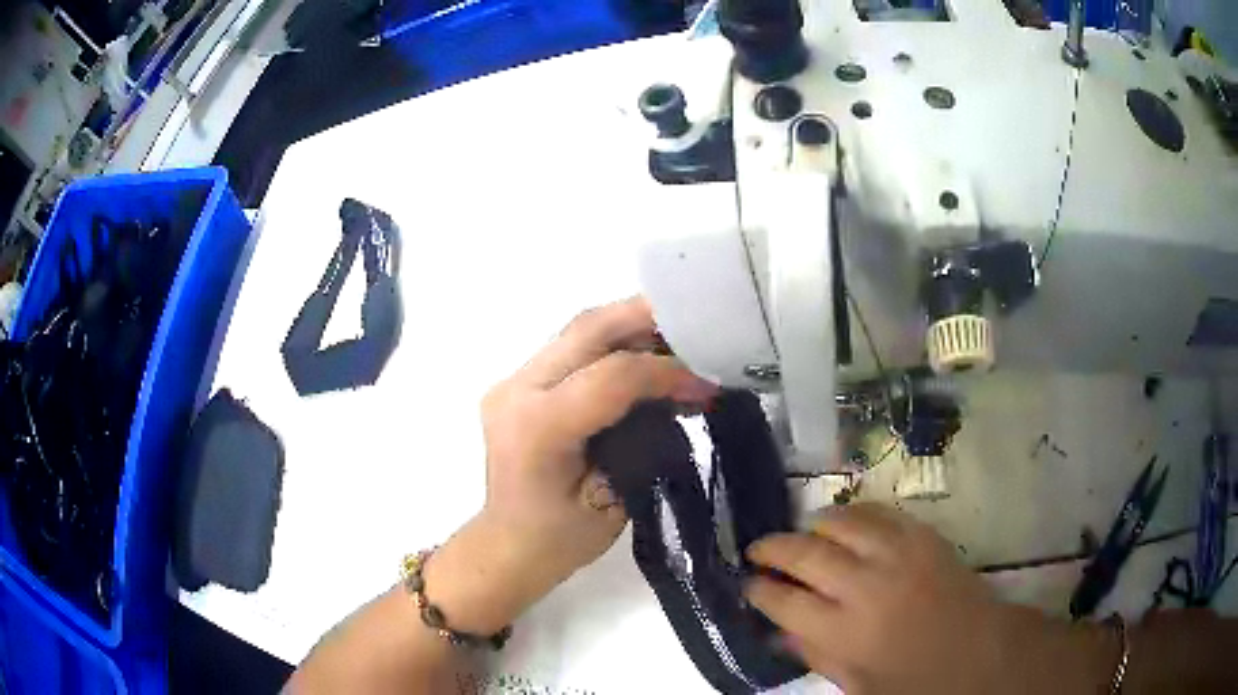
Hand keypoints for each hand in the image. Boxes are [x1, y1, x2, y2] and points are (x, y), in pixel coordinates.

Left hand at [475, 297, 715, 602]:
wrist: (508, 545)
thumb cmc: (560, 539)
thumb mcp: (614, 501)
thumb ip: (644, 442)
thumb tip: (680, 395)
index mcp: (537, 428)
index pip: (612, 376)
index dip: (667, 371)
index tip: (707, 382)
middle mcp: (517, 390)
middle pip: (589, 329)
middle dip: (649, 318)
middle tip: (698, 328)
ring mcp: (513, 381)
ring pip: (580, 330)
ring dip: (632, 327)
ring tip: (678, 341)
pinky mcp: (519, 382)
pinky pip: (573, 347)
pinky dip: (614, 343)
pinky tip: (644, 357)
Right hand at [744, 503, 1109, 694]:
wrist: (978, 651)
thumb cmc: (914, 680)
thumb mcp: (855, 684)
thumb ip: (814, 653)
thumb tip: (776, 629)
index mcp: (845, 631)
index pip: (783, 601)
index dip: (758, 590)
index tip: (747, 584)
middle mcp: (866, 585)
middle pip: (805, 554)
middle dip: (772, 549)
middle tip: (756, 550)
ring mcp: (897, 553)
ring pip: (840, 522)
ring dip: (811, 526)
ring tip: (800, 535)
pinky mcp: (922, 535)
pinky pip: (878, 511)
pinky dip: (853, 513)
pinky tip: (843, 522)